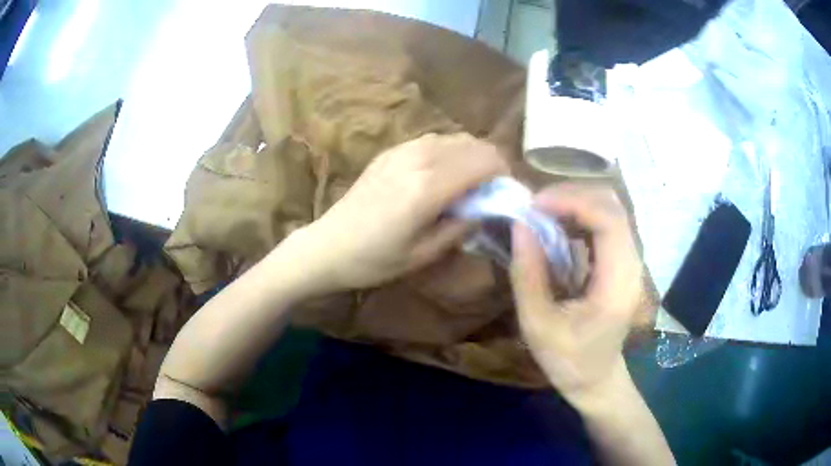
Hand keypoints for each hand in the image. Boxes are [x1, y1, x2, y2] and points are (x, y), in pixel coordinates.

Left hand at [299, 133, 508, 291]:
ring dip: (470, 156)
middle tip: (489, 192)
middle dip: (491, 164)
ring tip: (468, 184)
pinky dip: (449, 152)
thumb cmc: (375, 259)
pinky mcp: (390, 151)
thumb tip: (488, 207)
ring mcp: (402, 150)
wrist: (328, 246)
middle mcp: (418, 158)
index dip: (505, 174)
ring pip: (454, 138)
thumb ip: (463, 225)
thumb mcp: (425, 254)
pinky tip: (441, 175)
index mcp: (429, 186)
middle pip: (474, 144)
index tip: (505, 195)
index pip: (486, 160)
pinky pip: (432, 140)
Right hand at [510, 184, 645, 407]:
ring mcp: (630, 261)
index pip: (609, 221)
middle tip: (535, 206)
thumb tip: (520, 225)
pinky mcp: (622, 261)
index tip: (535, 206)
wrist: (597, 378)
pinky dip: (580, 214)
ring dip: (576, 202)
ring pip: (611, 208)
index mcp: (617, 285)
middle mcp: (632, 265)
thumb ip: (528, 275)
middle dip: (572, 195)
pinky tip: (558, 226)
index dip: (573, 202)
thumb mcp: (538, 326)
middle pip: (613, 206)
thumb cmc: (568, 360)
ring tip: (543, 213)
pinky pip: (606, 222)